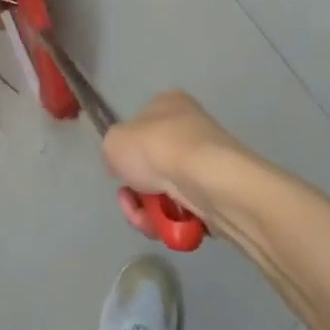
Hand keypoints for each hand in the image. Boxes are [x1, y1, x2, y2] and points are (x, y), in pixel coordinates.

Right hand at [101, 90, 249, 238]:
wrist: (206, 180)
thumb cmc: (156, 148)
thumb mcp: (114, 141)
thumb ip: (113, 149)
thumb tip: (125, 165)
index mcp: (168, 103)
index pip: (140, 127)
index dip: (126, 153)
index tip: (119, 172)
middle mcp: (189, 128)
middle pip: (151, 166)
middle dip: (136, 190)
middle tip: (128, 200)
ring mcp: (205, 162)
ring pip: (166, 193)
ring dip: (148, 211)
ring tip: (145, 219)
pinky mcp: (217, 193)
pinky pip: (184, 211)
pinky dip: (170, 222)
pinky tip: (164, 225)